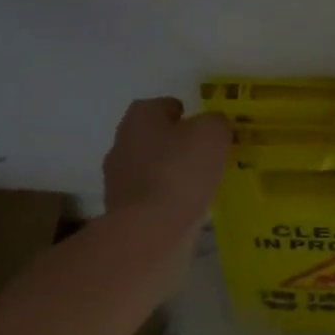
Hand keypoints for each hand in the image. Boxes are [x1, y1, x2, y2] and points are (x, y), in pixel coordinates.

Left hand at [102, 98, 231, 225]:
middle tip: (206, 157)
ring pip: (151, 167)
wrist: (148, 229)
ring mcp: (117, 176)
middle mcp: (122, 140)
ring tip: (199, 185)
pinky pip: (150, 195)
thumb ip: (217, 122)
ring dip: (171, 172)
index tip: (206, 131)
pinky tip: (185, 207)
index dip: (188, 115)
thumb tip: (213, 126)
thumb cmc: (180, 172)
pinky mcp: (121, 207)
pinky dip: (165, 198)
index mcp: (141, 116)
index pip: (166, 105)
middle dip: (178, 144)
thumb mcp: (212, 135)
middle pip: (156, 136)